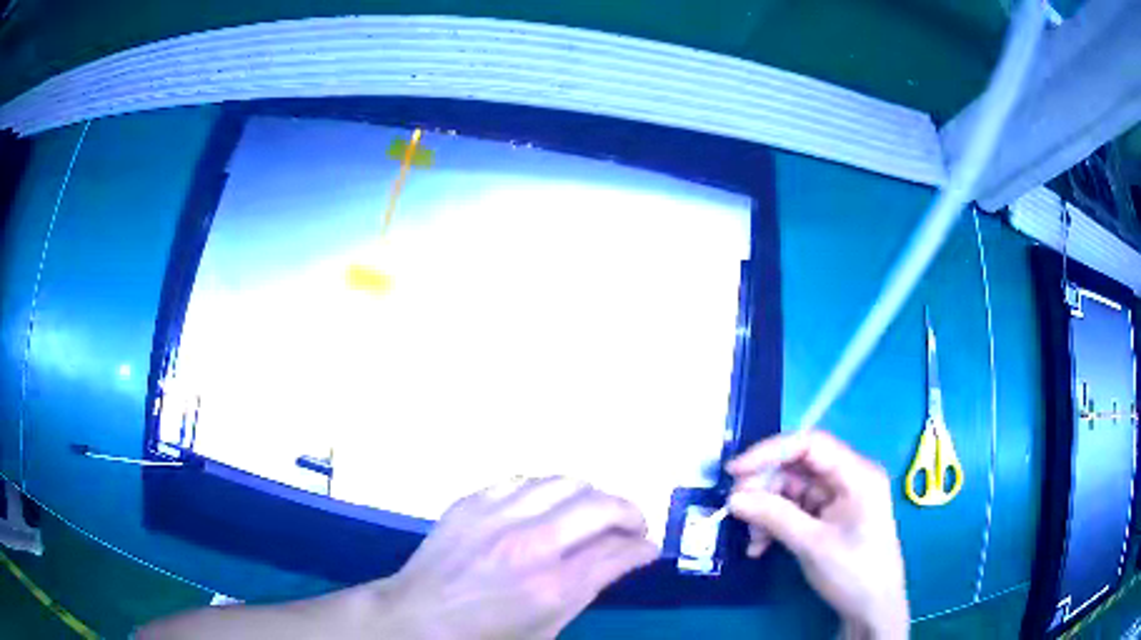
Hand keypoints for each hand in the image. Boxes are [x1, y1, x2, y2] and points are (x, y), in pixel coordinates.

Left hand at [381, 477, 658, 639]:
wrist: (418, 618)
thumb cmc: (487, 636)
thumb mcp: (547, 628)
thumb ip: (589, 588)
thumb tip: (625, 555)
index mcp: (553, 587)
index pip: (619, 551)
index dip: (643, 547)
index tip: (647, 547)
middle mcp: (530, 544)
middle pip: (601, 506)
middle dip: (630, 514)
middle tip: (630, 528)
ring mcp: (497, 517)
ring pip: (565, 482)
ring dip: (590, 496)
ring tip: (591, 513)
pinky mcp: (472, 502)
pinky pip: (524, 480)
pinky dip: (546, 491)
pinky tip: (545, 506)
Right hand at [726, 431, 908, 639]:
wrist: (873, 607)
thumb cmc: (854, 572)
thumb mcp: (813, 545)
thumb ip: (774, 516)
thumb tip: (733, 498)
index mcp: (856, 474)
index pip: (810, 444)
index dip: (770, 452)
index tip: (734, 471)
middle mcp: (848, 477)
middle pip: (797, 466)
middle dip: (764, 487)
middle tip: (736, 510)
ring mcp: (838, 497)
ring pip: (791, 489)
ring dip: (765, 511)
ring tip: (752, 540)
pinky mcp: (828, 516)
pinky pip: (794, 509)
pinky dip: (774, 524)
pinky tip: (759, 547)